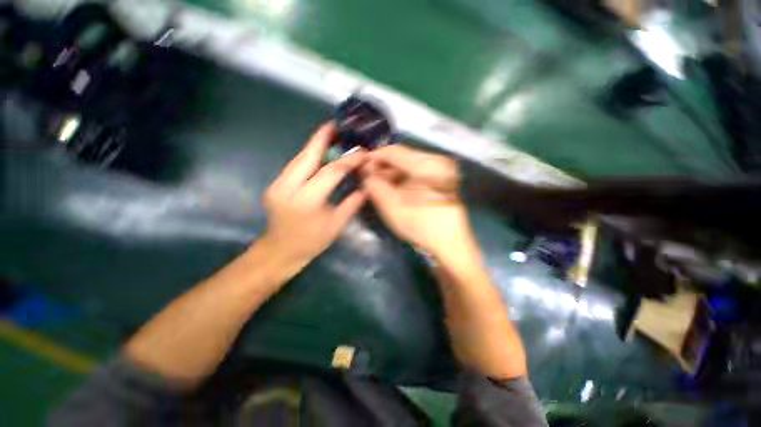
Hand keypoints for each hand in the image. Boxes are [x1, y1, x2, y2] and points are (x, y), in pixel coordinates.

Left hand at [259, 122, 367, 272]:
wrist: (279, 252)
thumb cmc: (311, 242)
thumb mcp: (336, 225)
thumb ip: (353, 203)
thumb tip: (367, 186)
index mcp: (307, 201)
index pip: (331, 172)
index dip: (348, 160)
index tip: (362, 152)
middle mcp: (287, 188)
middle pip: (307, 156)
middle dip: (323, 138)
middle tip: (337, 124)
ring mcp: (277, 184)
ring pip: (299, 158)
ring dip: (315, 145)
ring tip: (330, 134)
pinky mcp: (275, 184)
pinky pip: (295, 166)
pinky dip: (309, 157)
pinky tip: (320, 153)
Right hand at [361, 145, 475, 261]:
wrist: (450, 245)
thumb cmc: (420, 226)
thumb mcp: (391, 206)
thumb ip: (374, 185)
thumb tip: (365, 172)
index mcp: (427, 164)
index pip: (394, 151)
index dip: (375, 157)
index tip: (361, 165)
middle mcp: (438, 161)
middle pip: (404, 156)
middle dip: (384, 166)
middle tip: (369, 178)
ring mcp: (443, 170)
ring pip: (411, 164)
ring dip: (394, 173)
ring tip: (380, 185)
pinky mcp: (444, 179)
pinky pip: (419, 172)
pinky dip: (405, 178)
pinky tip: (396, 188)